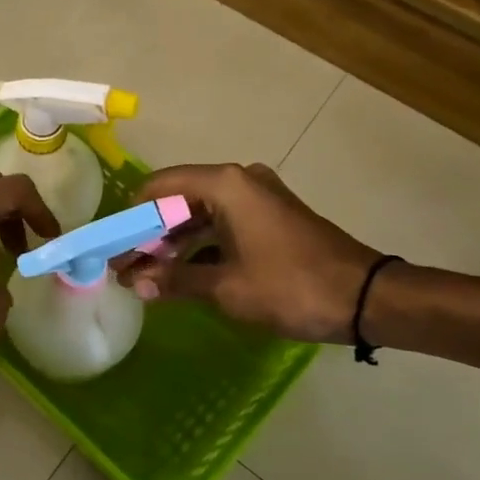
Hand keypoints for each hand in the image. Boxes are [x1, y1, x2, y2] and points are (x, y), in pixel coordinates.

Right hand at [115, 163, 383, 343]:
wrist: (367, 298)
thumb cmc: (290, 286)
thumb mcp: (226, 288)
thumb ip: (175, 280)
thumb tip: (135, 285)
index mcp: (224, 185)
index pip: (158, 188)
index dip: (130, 218)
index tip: (112, 248)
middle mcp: (238, 181)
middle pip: (177, 200)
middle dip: (149, 235)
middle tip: (125, 269)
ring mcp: (257, 198)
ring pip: (199, 214)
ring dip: (173, 244)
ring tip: (147, 278)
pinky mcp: (270, 217)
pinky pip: (222, 224)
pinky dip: (200, 246)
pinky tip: (181, 275)